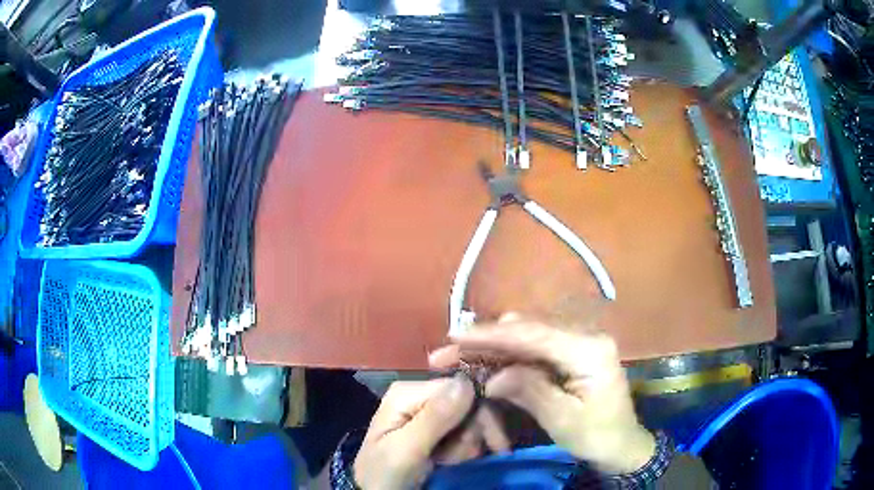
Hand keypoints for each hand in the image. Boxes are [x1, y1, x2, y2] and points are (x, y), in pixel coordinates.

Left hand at [353, 376, 474, 489]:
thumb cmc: (385, 473)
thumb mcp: (405, 450)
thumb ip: (434, 418)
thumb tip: (465, 382)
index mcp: (408, 392)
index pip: (461, 388)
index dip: (473, 415)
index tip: (467, 445)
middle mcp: (421, 396)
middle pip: (469, 405)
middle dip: (469, 435)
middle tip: (451, 459)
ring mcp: (430, 413)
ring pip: (472, 421)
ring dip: (466, 447)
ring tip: (445, 462)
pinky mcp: (437, 430)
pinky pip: (466, 433)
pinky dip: (464, 451)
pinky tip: (449, 462)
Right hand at [429, 318, 654, 474]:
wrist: (622, 444)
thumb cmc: (596, 435)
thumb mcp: (562, 420)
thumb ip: (530, 391)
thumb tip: (493, 377)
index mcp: (589, 350)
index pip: (534, 335)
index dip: (491, 335)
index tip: (455, 336)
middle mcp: (584, 337)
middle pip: (527, 331)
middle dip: (486, 341)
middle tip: (448, 351)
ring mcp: (578, 343)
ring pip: (527, 337)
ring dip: (493, 347)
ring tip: (459, 356)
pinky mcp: (571, 354)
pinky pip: (534, 349)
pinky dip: (507, 356)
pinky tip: (485, 362)